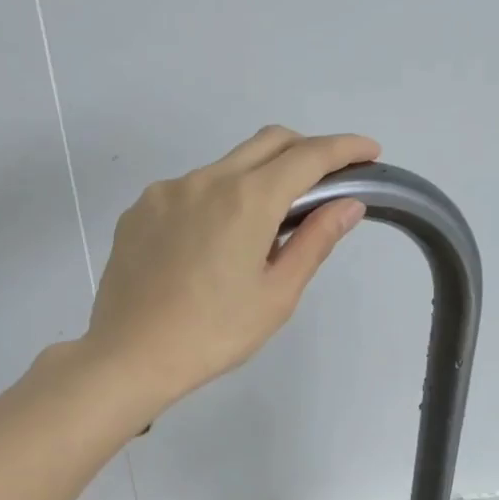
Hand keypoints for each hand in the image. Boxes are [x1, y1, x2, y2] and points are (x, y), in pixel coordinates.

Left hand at [83, 126, 377, 412]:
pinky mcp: (139, 210)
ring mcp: (166, 192)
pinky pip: (189, 190)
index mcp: (246, 200)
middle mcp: (205, 180)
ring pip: (225, 166)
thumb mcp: (276, 296)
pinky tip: (210, 245)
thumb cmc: (213, 334)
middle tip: (324, 182)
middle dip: (305, 150)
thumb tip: (348, 204)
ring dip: (256, 180)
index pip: (308, 156)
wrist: (130, 356)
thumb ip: (314, 242)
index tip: (369, 153)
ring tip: (261, 230)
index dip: (344, 149)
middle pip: (267, 143)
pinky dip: (215, 200)